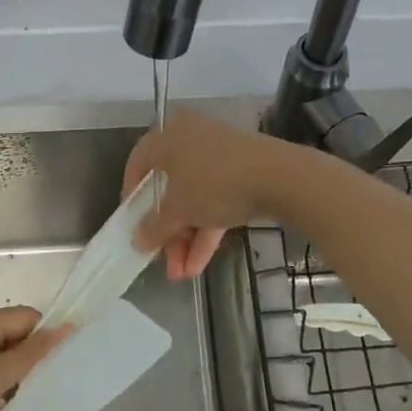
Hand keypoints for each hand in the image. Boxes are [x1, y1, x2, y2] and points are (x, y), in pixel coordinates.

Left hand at [0, 307, 64, 410]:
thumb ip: (33, 353)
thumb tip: (69, 327)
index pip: (25, 319)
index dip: (47, 335)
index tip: (70, 361)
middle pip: (15, 342)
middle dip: (35, 362)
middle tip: (57, 385)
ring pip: (4, 370)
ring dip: (19, 385)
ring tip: (39, 403)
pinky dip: (3, 401)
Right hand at [124, 108, 294, 279]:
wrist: (279, 176)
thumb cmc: (214, 183)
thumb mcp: (178, 209)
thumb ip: (154, 226)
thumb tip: (137, 240)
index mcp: (168, 136)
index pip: (139, 164)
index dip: (132, 197)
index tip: (132, 225)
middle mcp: (191, 139)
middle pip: (169, 189)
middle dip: (166, 231)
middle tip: (162, 260)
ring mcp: (219, 156)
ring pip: (194, 199)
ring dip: (186, 238)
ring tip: (182, 274)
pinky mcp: (242, 173)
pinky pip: (216, 201)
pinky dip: (207, 230)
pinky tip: (200, 265)